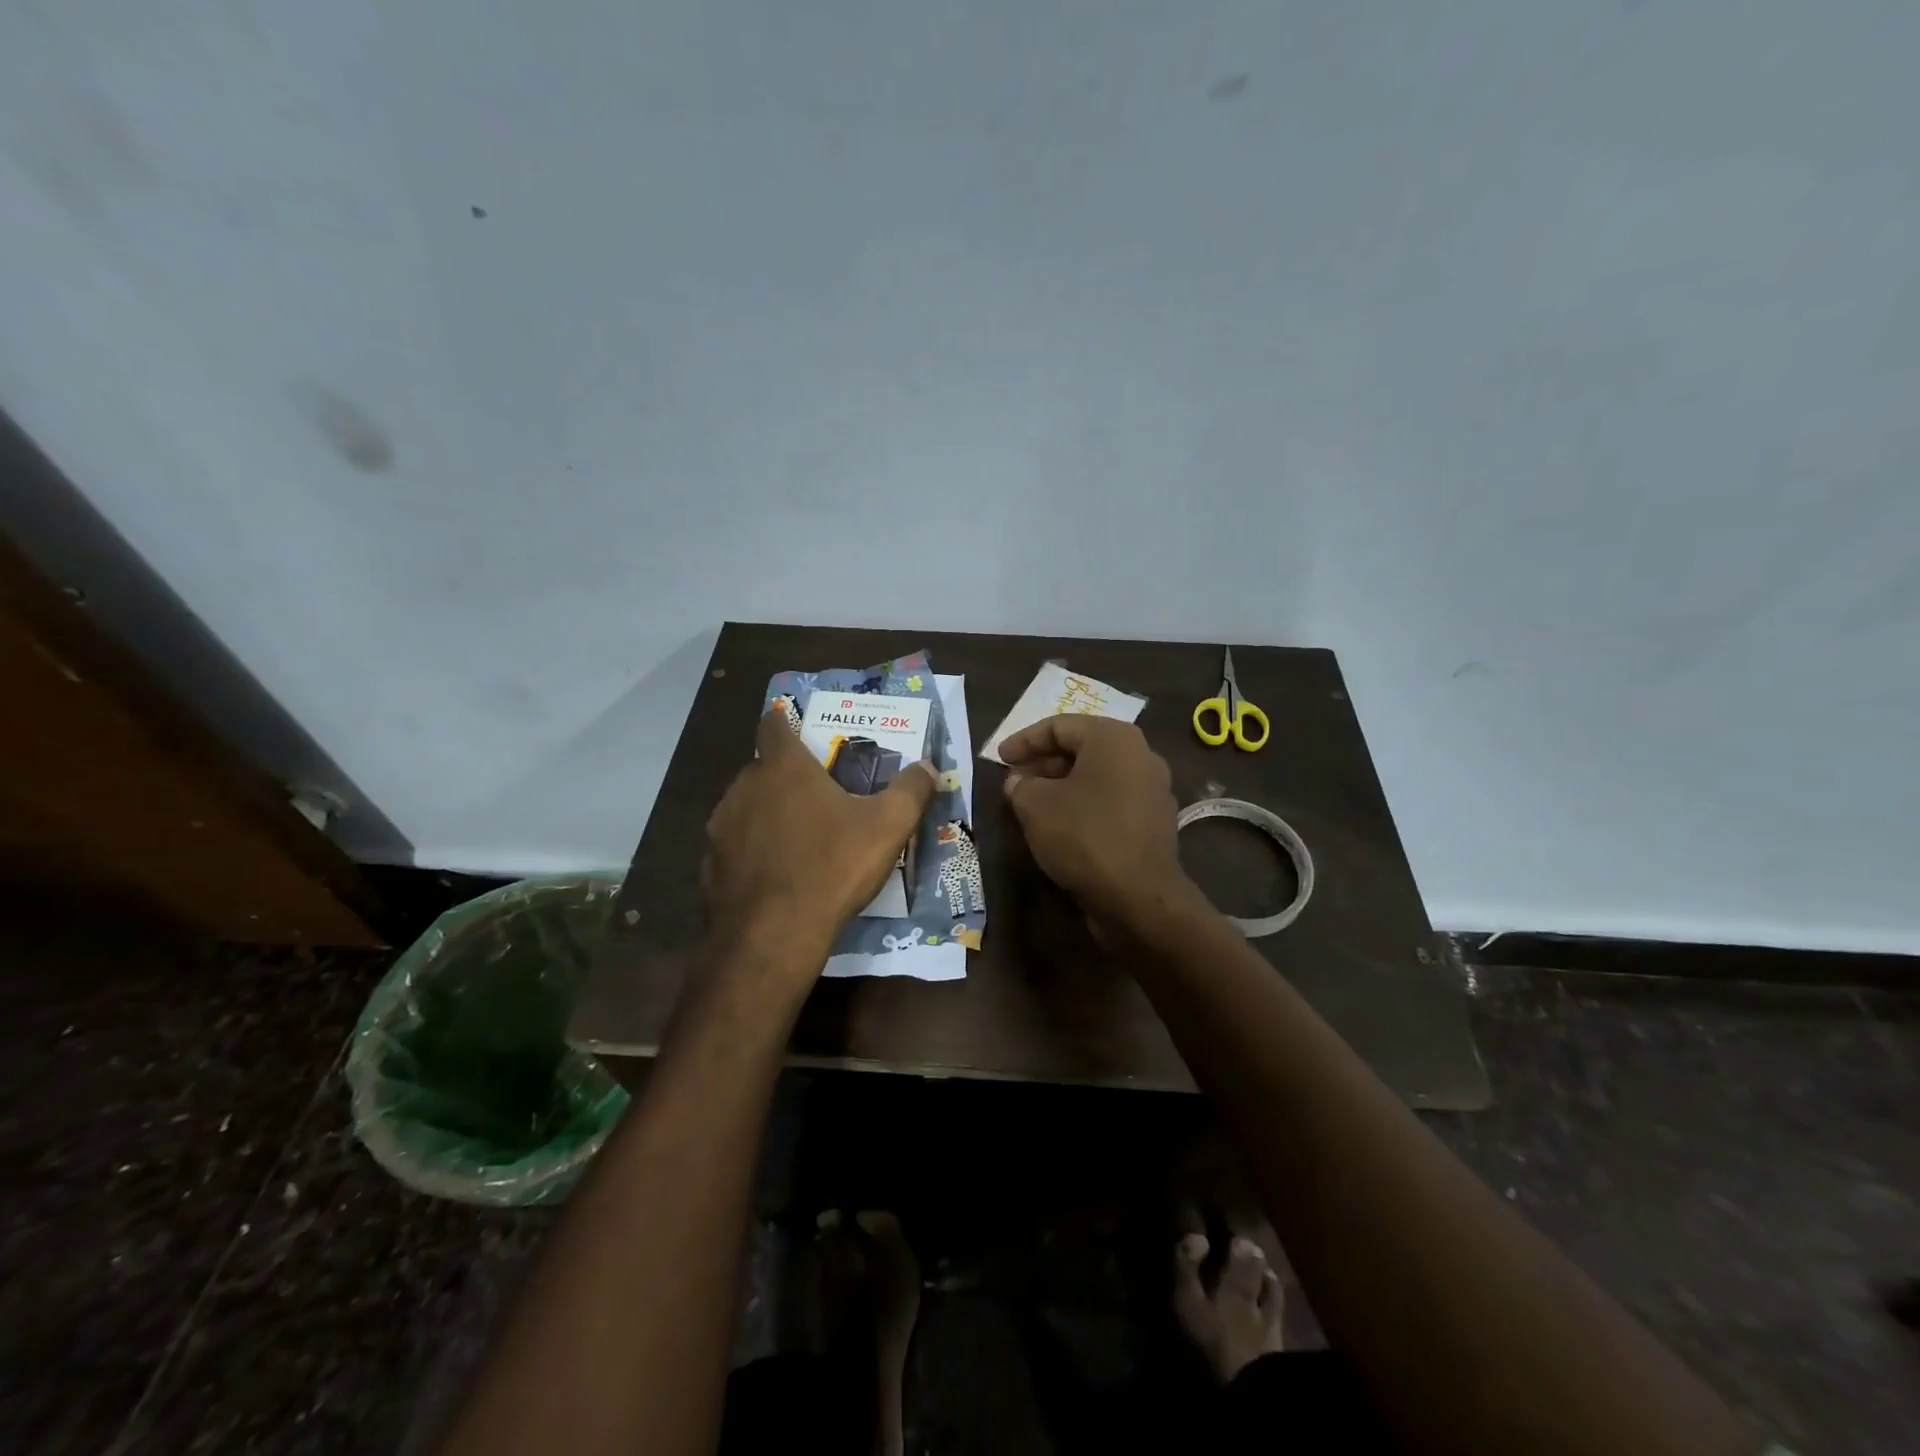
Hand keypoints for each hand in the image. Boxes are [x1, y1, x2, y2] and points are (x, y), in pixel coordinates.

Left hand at [703, 706, 935, 956]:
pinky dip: (752, 850)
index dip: (785, 721)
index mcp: (784, 768)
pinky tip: (774, 873)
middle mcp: (744, 787)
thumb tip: (928, 767)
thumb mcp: (888, 826)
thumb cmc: (832, 866)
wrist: (773, 935)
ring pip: (745, 806)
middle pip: (762, 767)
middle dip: (785, 774)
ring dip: (767, 811)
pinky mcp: (709, 865)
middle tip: (816, 792)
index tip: (799, 727)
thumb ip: (911, 790)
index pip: (774, 724)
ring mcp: (721, 827)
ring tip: (797, 835)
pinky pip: (734, 846)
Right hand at [999, 716, 1195, 933]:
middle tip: (1013, 781)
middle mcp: (1140, 756)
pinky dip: (1082, 806)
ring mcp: (1151, 791)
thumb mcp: (1035, 805)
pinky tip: (1059, 827)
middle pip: (1081, 749)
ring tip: (1030, 804)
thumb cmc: (1084, 836)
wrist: (1138, 898)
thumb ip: (1020, 785)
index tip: (999, 758)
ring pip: (1096, 777)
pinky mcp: (1152, 823)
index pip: (1060, 726)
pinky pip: (1110, 802)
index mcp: (1114, 738)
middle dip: (1042, 763)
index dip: (1024, 740)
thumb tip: (1018, 782)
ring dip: (1061, 787)